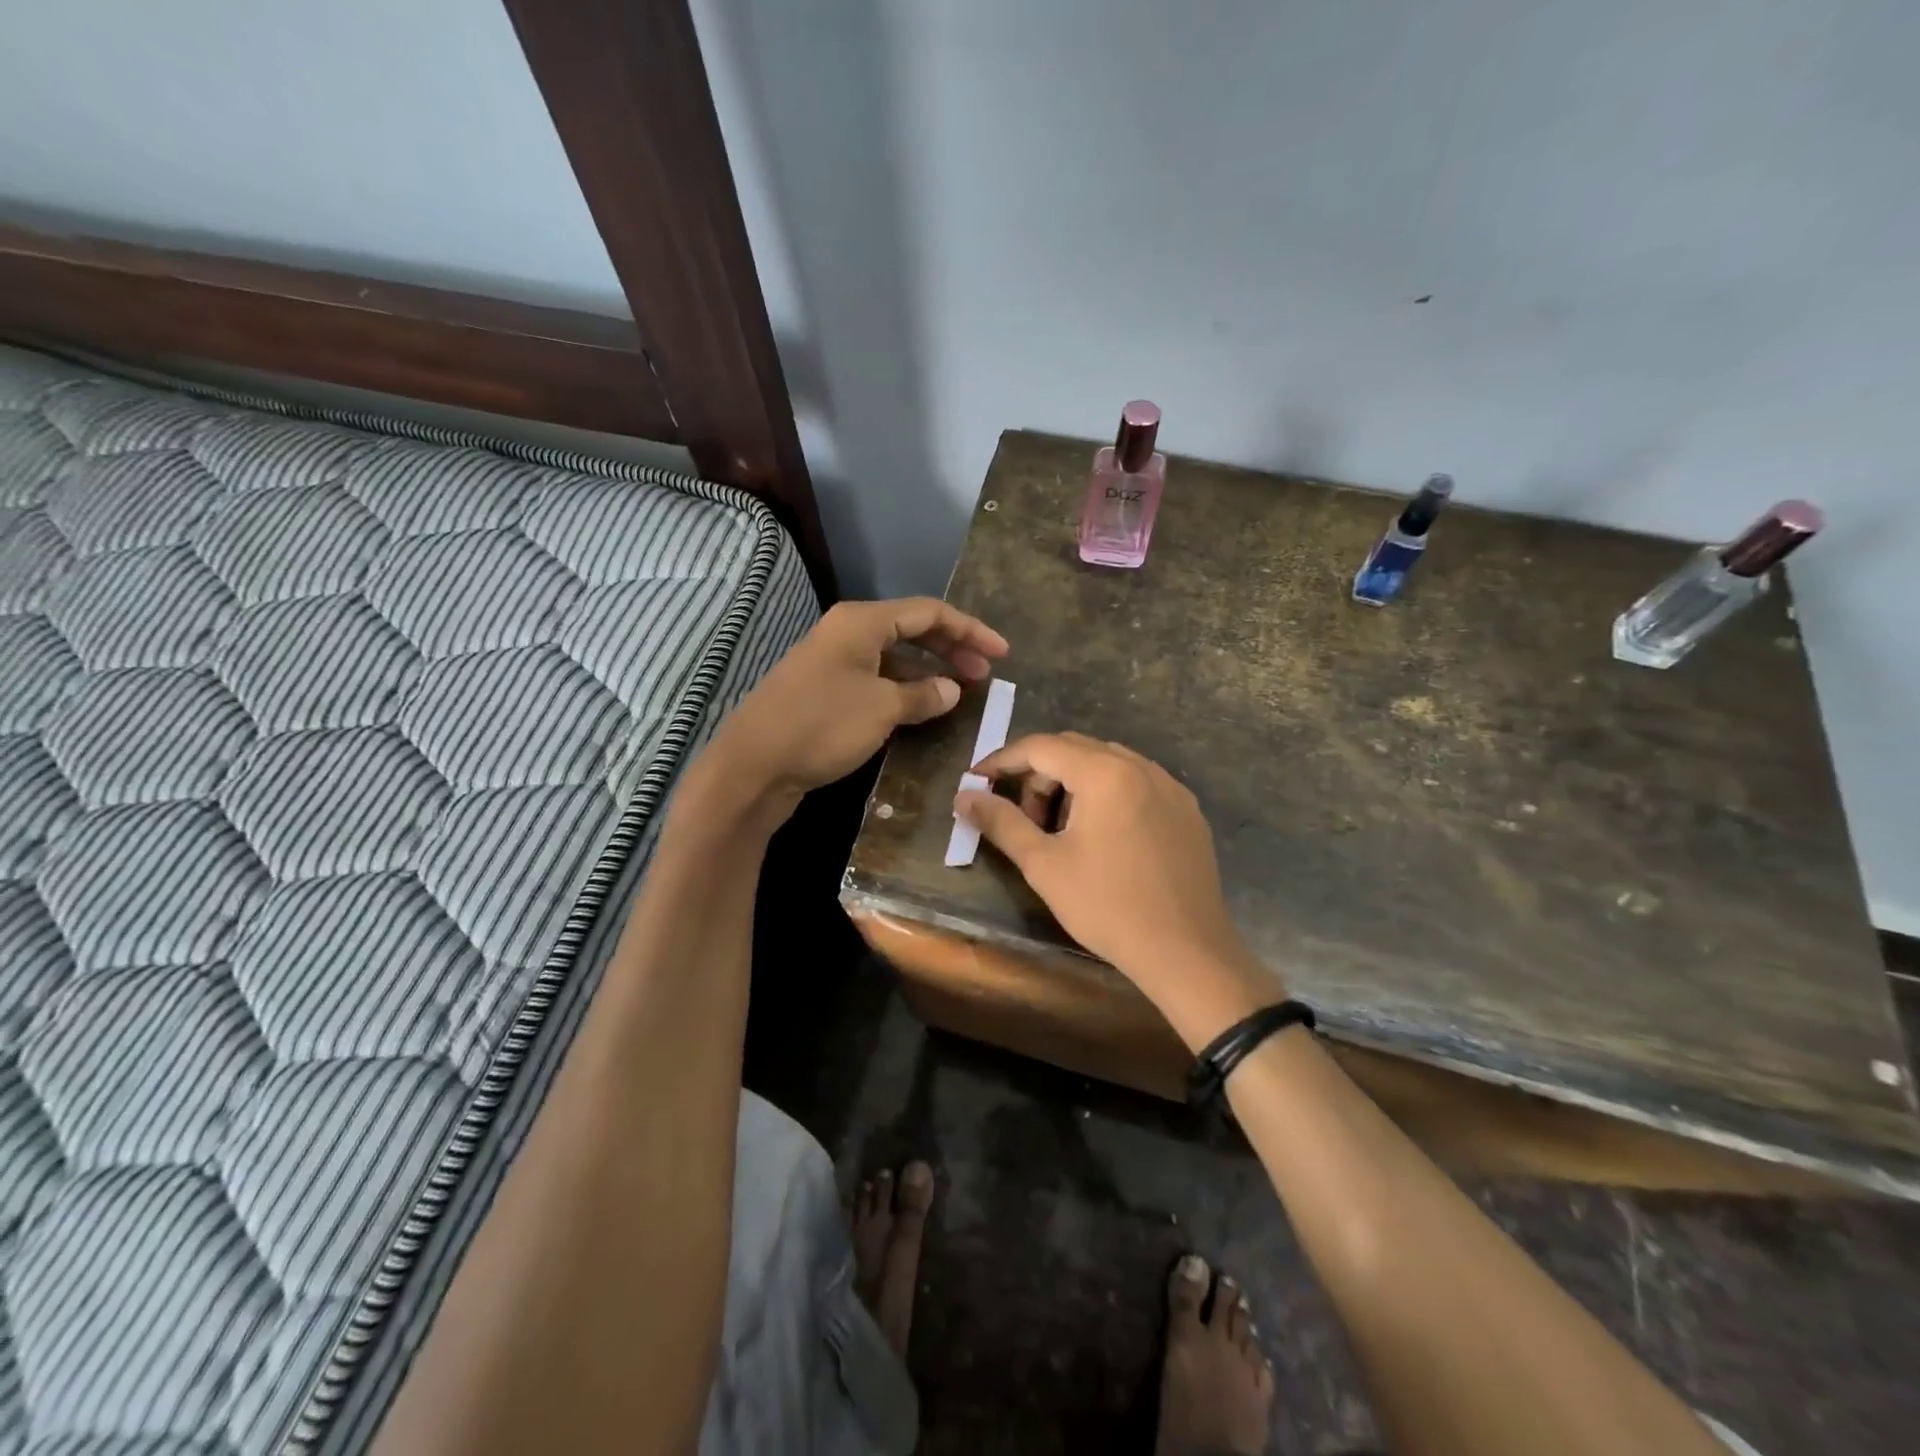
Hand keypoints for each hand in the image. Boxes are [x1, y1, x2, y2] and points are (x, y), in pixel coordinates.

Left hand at [702, 598, 1007, 823]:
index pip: (929, 612)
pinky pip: (876, 679)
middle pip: (911, 630)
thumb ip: (923, 695)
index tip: (1002, 653)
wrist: (753, 765)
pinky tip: (921, 709)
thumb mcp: (882, 708)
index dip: (970, 630)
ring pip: (893, 657)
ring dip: (928, 671)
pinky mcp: (824, 691)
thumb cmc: (822, 726)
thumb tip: (952, 690)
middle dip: (951, 649)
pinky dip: (903, 689)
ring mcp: (833, 662)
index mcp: (861, 622)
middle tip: (985, 674)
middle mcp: (847, 633)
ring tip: (959, 694)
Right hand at [955, 733, 1281, 1047]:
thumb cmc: (1107, 906)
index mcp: (1105, 773)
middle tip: (1023, 818)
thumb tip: (964, 796)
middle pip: (1075, 749)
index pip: (1041, 747)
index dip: (1002, 760)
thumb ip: (1001, 822)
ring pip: (1107, 764)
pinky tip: (1103, 837)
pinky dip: (1107, 794)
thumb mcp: (1044, 865)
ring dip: (1073, 784)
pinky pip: (1136, 783)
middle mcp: (1141, 766)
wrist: (1186, 953)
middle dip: (1038, 775)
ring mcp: (1170, 787)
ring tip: (1061, 831)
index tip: (976, 782)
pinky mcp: (1187, 810)